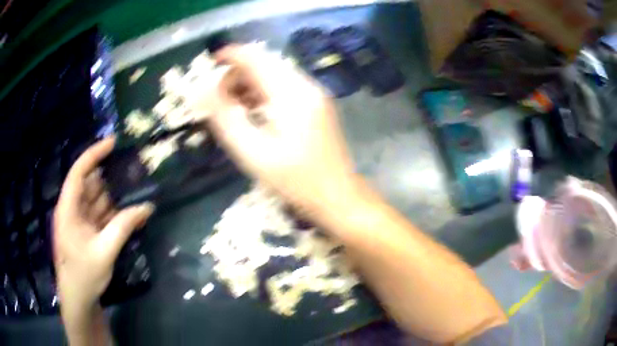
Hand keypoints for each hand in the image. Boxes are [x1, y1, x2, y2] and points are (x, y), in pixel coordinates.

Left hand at [54, 137, 153, 315]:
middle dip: (111, 177)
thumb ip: (123, 227)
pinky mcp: (89, 232)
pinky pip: (103, 217)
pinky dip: (116, 215)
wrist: (79, 300)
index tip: (114, 143)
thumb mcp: (104, 251)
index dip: (94, 154)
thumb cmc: (83, 275)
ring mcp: (81, 222)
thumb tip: (147, 207)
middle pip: (91, 185)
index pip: (79, 172)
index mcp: (68, 208)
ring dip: (116, 198)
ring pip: (99, 201)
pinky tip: (132, 215)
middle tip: (133, 170)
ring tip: (137, 190)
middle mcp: (73, 210)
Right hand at [208, 45, 359, 215]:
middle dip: (238, 73)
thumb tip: (201, 90)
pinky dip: (265, 92)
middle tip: (219, 97)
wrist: (338, 196)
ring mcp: (315, 94)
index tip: (210, 62)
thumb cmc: (295, 181)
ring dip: (251, 83)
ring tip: (234, 108)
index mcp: (291, 93)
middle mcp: (306, 86)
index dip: (231, 54)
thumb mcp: (252, 152)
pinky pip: (286, 86)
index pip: (256, 57)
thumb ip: (224, 117)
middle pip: (266, 63)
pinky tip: (255, 112)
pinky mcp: (318, 105)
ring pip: (275, 74)